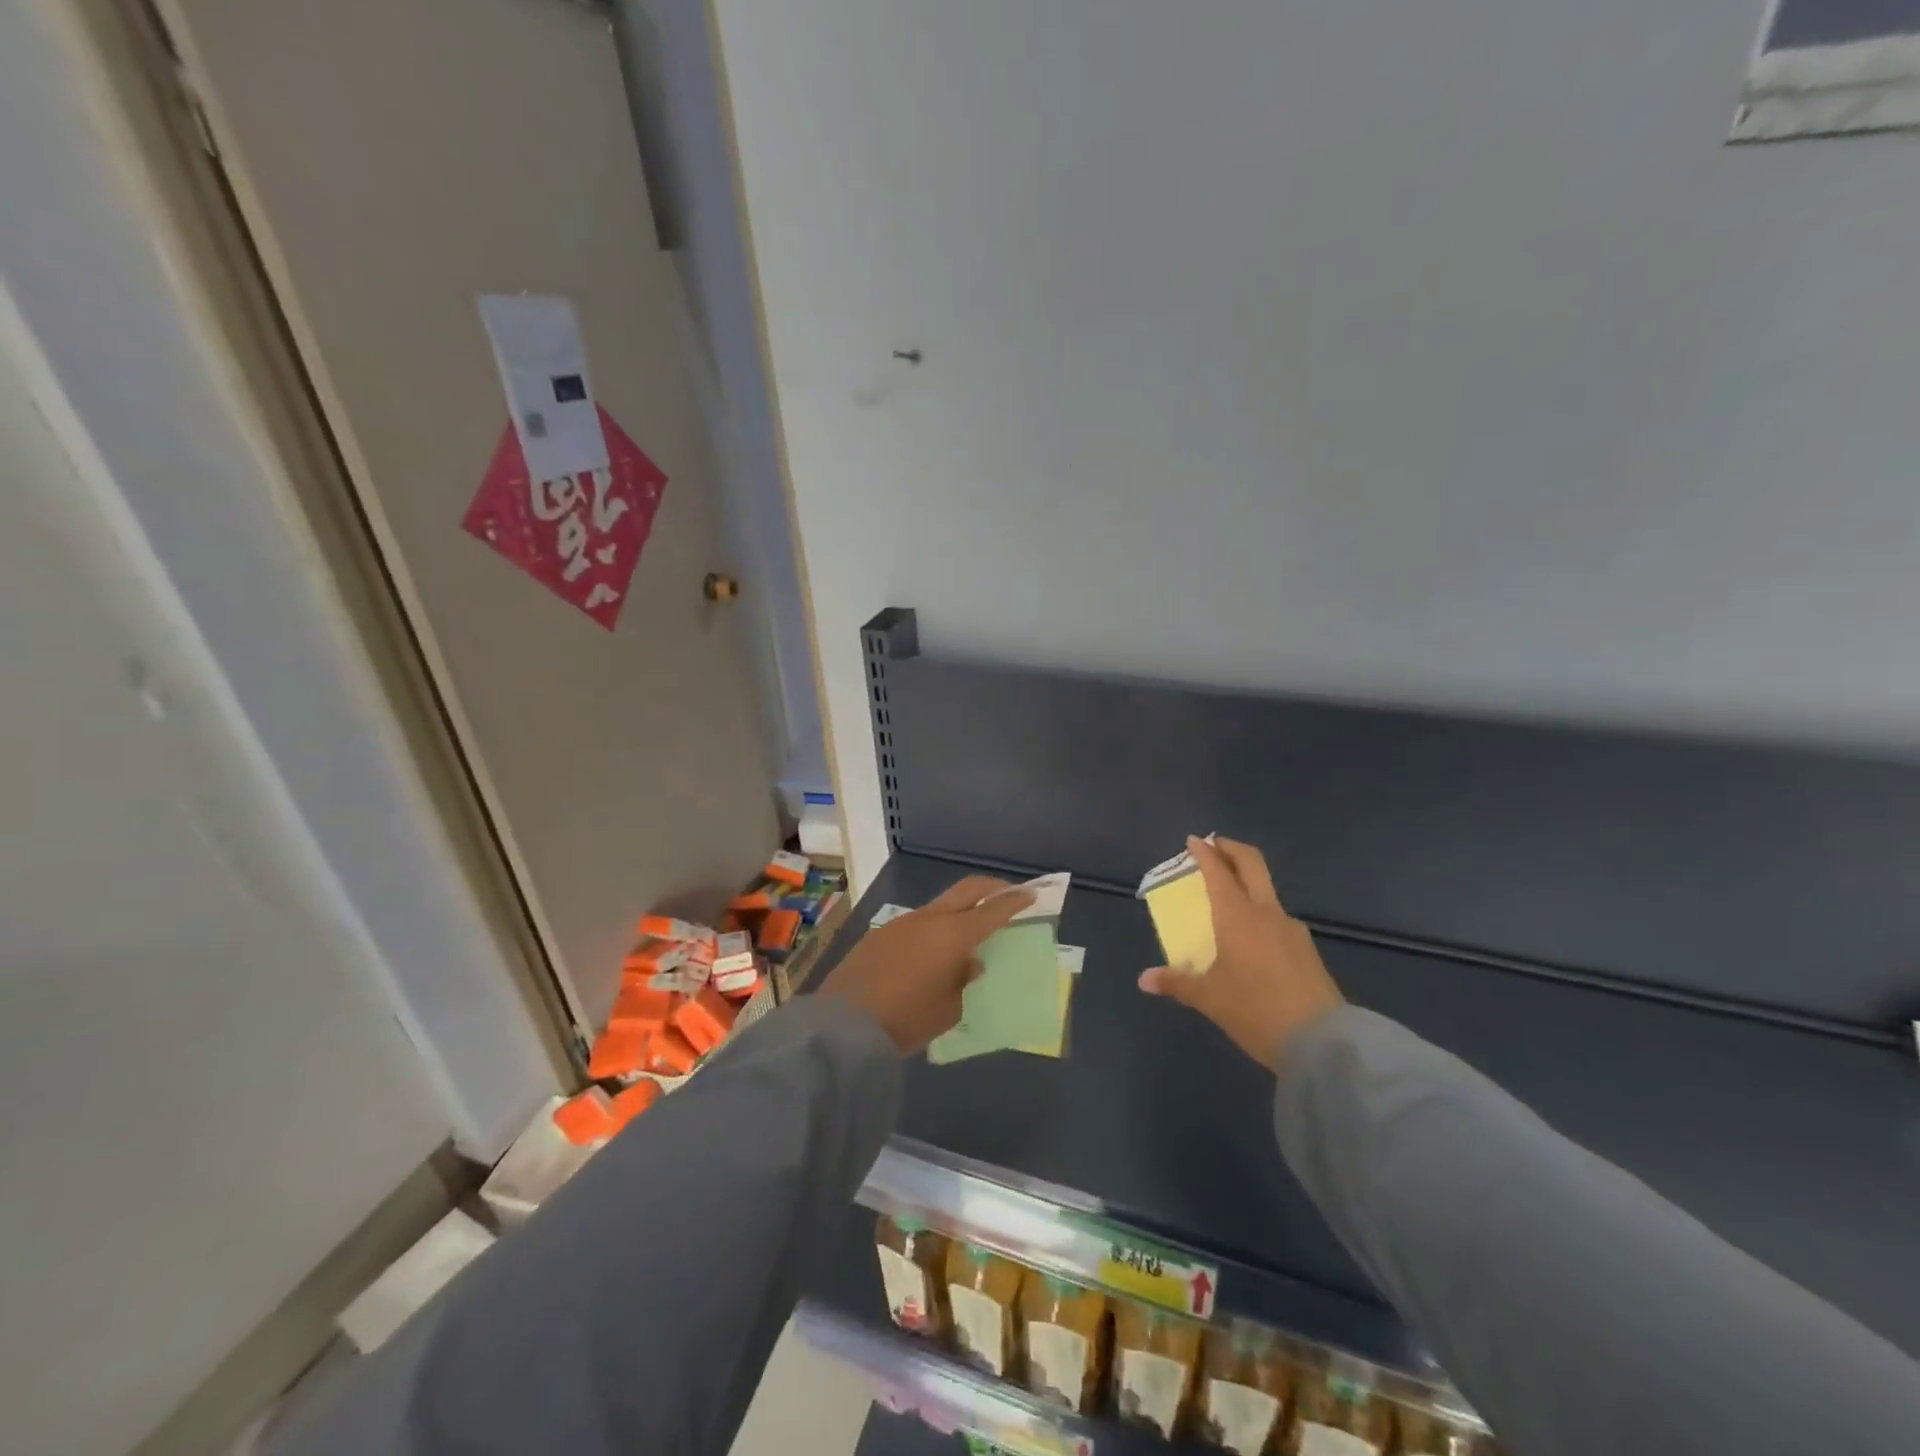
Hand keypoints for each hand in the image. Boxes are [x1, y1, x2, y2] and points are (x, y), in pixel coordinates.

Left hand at [819, 876, 1034, 1053]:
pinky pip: (918, 922)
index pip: (993, 910)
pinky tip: (932, 951)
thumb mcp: (948, 1009)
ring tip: (969, 931)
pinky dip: (935, 927)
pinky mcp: (881, 933)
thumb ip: (963, 980)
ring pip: (940, 905)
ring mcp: (902, 922)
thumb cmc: (906, 1019)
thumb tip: (969, 963)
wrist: (844, 1024)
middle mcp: (930, 919)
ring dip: (960, 910)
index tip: (1032, 894)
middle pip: (967, 890)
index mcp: (953, 935)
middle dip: (992, 888)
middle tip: (1008, 894)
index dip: (1015, 901)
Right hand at [1138, 836, 1343, 1068]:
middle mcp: (1265, 912)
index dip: (1204, 853)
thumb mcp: (1209, 999)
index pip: (1218, 871)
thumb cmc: (1256, 1011)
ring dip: (1248, 882)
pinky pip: (1278, 918)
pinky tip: (1253, 936)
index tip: (1193, 841)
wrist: (1322, 1042)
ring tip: (1230, 898)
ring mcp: (1291, 929)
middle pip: (1252, 864)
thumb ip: (1177, 983)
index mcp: (1237, 916)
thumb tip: (1144, 980)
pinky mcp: (1306, 949)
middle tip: (1215, 846)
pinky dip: (1261, 912)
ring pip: (1267, 891)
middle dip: (1232, 849)